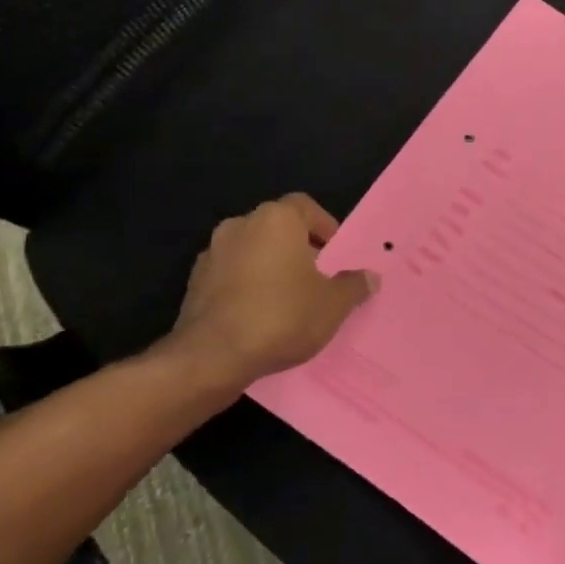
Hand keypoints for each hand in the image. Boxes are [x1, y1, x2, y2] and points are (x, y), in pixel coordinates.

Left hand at [155, 194, 378, 393]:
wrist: (213, 356)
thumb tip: (371, 277)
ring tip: (288, 299)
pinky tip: (259, 315)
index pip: (305, 206)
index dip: (324, 227)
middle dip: (297, 248)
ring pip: (252, 251)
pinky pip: (230, 275)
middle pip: (277, 228)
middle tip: (316, 278)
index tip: (334, 255)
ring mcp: (212, 253)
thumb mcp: (333, 304)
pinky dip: (245, 286)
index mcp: (276, 219)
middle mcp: (241, 225)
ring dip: (269, 267)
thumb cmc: (283, 316)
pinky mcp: (194, 283)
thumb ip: (354, 285)